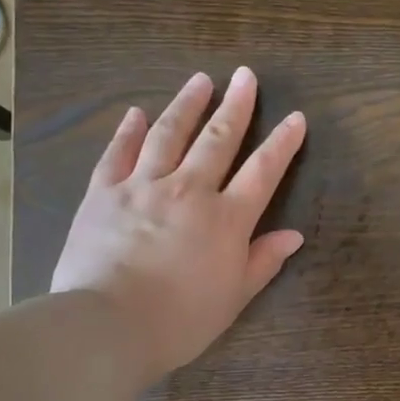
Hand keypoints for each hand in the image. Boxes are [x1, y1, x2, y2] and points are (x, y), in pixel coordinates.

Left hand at [52, 67, 305, 383]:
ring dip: (187, 105)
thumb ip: (263, 261)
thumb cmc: (181, 320)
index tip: (296, 117)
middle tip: (245, 75)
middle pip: (217, 139)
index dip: (282, 143)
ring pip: (169, 135)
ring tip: (200, 80)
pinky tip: (136, 112)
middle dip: (236, 106)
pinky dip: (128, 131)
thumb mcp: (234, 298)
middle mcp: (189, 190)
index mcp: (226, 219)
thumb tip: (294, 235)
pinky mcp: (103, 193)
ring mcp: (142, 186)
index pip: (263, 172)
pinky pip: (118, 153)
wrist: (108, 325)